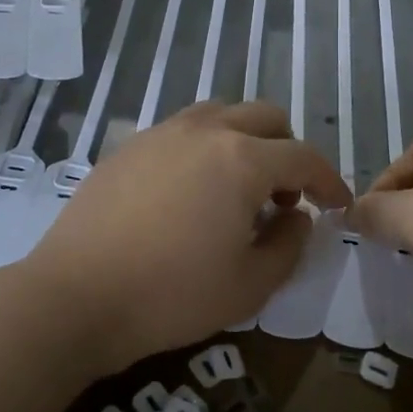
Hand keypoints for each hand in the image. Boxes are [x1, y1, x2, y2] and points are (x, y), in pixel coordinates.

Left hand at [23, 101, 351, 373]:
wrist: (76, 297)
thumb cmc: (172, 295)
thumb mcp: (249, 285)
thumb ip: (289, 244)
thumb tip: (296, 216)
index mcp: (242, 159)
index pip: (303, 156)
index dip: (328, 180)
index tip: (336, 204)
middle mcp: (205, 131)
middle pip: (266, 117)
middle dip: (288, 151)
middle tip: (284, 197)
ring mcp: (162, 132)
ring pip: (221, 114)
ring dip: (245, 141)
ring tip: (236, 188)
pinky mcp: (129, 145)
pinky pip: (183, 130)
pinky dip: (205, 147)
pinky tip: (190, 191)